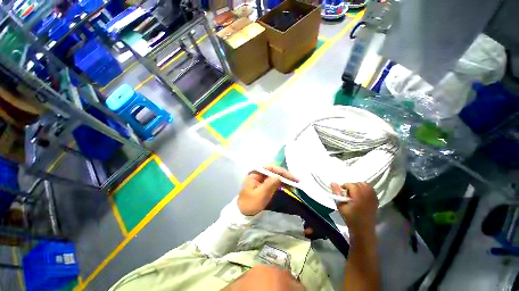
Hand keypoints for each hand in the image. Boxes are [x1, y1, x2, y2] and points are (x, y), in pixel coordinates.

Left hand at [238, 165, 298, 215]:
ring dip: (285, 179)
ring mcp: (262, 178)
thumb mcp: (260, 194)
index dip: (281, 171)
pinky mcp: (265, 184)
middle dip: (284, 174)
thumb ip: (269, 184)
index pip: (270, 167)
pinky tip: (289, 185)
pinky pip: (275, 181)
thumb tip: (279, 176)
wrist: (244, 213)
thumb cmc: (250, 203)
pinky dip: (282, 183)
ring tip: (295, 182)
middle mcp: (259, 173)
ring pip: (276, 175)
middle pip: (274, 170)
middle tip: (296, 179)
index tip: (290, 176)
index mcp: (255, 173)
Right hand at [331, 182, 377, 236]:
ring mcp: (373, 198)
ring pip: (366, 185)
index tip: (341, 191)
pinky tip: (361, 195)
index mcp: (358, 196)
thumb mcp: (340, 205)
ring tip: (354, 193)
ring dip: (359, 186)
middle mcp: (367, 195)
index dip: (345, 186)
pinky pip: (371, 190)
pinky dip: (365, 189)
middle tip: (347, 193)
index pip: (351, 185)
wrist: (363, 230)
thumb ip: (336, 193)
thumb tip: (332, 182)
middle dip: (352, 186)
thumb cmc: (350, 218)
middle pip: (359, 184)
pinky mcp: (376, 200)